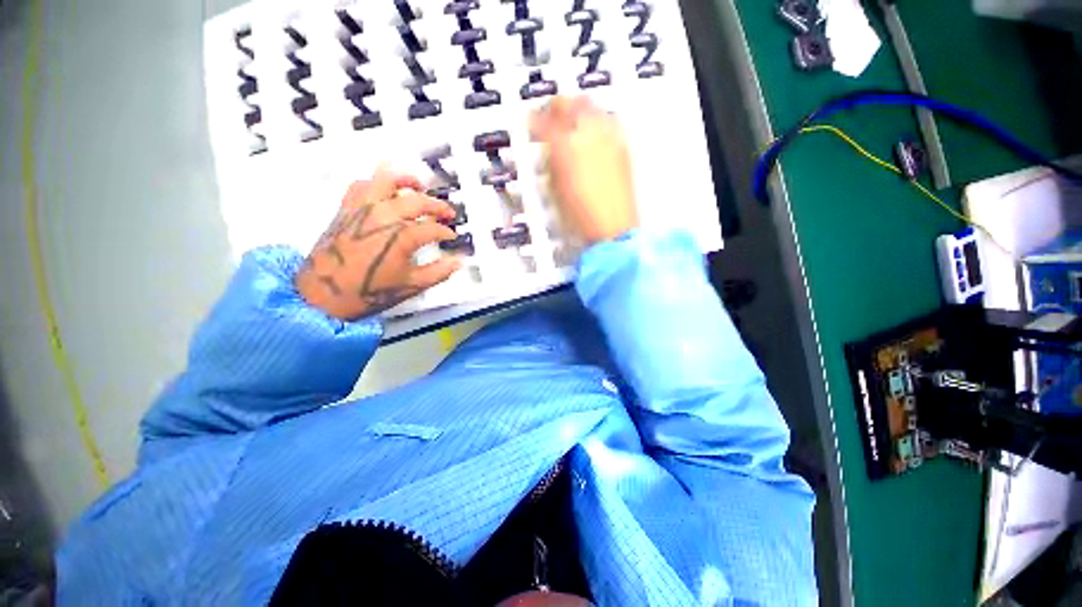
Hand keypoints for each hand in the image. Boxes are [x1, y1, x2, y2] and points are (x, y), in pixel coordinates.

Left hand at [296, 168, 460, 320]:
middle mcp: (383, 216)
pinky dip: (376, 184)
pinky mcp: (346, 209)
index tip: (452, 237)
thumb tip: (457, 262)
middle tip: (447, 213)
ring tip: (418, 186)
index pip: (433, 229)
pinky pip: (361, 186)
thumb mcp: (412, 286)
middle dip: (437, 206)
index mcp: (402, 236)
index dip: (446, 233)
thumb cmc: (370, 293)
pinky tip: (384, 192)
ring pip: (386, 181)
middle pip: (417, 200)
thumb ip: (439, 272)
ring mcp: (362, 209)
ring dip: (406, 181)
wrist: (323, 296)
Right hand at [530, 96, 637, 244]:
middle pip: (570, 102)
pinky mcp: (622, 147)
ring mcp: (609, 138)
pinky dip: (596, 121)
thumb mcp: (553, 190)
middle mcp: (588, 135)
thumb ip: (549, 162)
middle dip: (557, 105)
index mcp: (564, 146)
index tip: (532, 120)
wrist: (611, 228)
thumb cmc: (580, 218)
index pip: (543, 120)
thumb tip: (546, 148)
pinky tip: (592, 133)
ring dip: (577, 110)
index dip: (534, 118)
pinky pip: (608, 121)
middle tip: (550, 114)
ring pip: (590, 106)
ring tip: (572, 121)